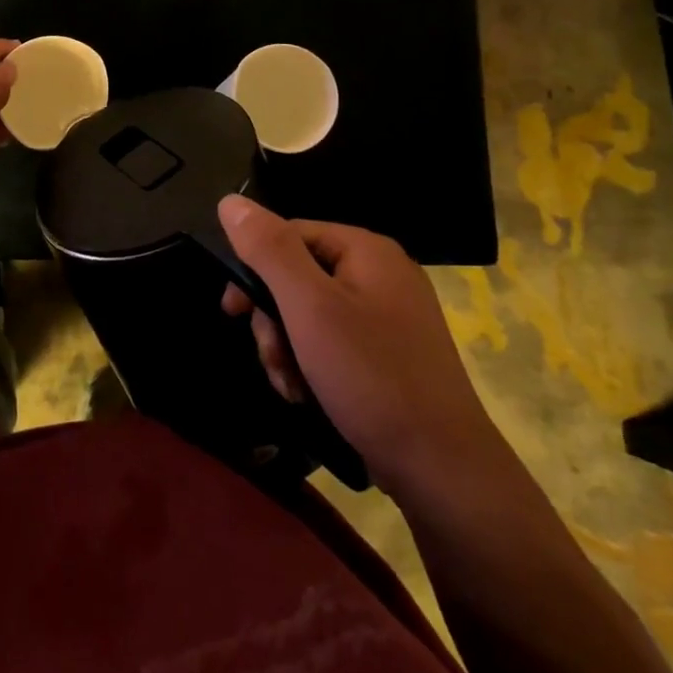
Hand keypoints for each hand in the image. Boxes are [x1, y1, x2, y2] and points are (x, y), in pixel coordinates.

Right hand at [218, 195, 501, 501]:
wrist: (442, 471)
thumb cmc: (371, 377)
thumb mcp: (309, 307)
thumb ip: (269, 250)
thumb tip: (230, 201)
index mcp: (367, 250)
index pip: (289, 235)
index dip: (254, 269)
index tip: (234, 311)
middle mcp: (381, 273)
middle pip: (298, 276)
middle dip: (274, 321)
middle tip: (273, 360)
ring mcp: (389, 315)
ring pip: (310, 314)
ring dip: (288, 349)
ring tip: (293, 387)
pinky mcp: (389, 353)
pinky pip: (333, 342)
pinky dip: (312, 365)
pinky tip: (309, 396)